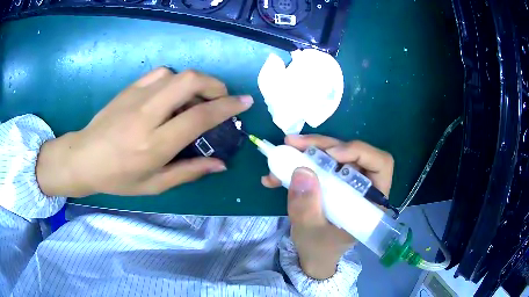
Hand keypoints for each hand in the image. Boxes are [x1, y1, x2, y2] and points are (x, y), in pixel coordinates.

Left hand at [36, 68, 252, 197]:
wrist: (84, 158)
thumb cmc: (118, 178)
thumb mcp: (154, 185)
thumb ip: (189, 172)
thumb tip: (220, 164)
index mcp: (154, 144)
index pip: (199, 117)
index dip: (227, 107)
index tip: (245, 102)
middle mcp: (147, 115)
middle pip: (190, 81)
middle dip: (215, 84)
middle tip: (221, 98)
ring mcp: (136, 97)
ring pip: (177, 74)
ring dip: (196, 82)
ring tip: (197, 99)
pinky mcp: (129, 89)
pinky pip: (160, 73)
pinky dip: (175, 79)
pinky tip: (172, 94)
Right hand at [262, 135, 393, 278]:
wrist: (313, 256)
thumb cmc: (319, 248)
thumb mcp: (310, 232)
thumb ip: (306, 207)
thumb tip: (301, 170)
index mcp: (371, 201)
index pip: (380, 164)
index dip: (359, 152)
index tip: (330, 155)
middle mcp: (363, 186)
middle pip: (352, 153)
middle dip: (323, 146)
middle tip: (293, 144)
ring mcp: (347, 182)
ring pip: (333, 154)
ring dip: (307, 151)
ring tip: (282, 153)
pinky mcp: (332, 181)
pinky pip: (318, 164)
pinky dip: (298, 164)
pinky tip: (275, 175)